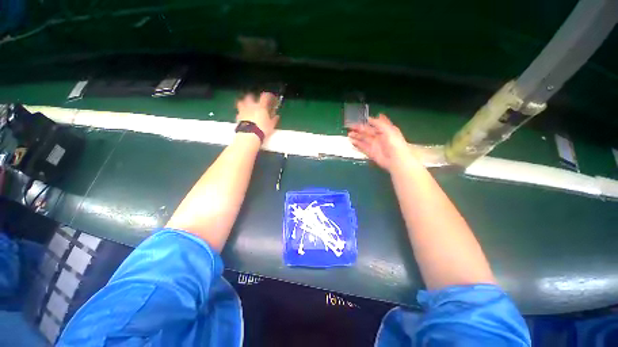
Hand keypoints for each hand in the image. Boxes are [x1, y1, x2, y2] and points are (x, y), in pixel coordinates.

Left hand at [236, 92, 279, 139]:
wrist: (249, 135)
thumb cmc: (262, 129)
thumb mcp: (271, 125)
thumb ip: (274, 119)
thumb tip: (277, 116)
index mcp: (260, 106)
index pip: (265, 97)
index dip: (268, 95)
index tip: (271, 97)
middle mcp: (251, 106)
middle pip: (250, 96)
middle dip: (253, 97)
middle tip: (257, 101)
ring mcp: (243, 110)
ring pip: (241, 102)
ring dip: (244, 103)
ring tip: (247, 106)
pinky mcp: (238, 117)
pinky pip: (239, 112)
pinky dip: (241, 113)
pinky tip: (244, 116)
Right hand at [348, 114, 411, 170]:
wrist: (396, 159)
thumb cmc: (394, 142)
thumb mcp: (388, 129)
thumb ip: (378, 123)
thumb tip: (370, 118)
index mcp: (384, 130)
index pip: (374, 124)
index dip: (366, 122)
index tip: (358, 119)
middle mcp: (379, 137)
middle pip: (367, 132)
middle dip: (359, 129)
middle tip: (350, 127)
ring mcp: (374, 145)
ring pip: (364, 139)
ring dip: (357, 136)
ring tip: (349, 134)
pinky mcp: (371, 153)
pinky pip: (363, 147)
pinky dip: (357, 144)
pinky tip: (352, 142)